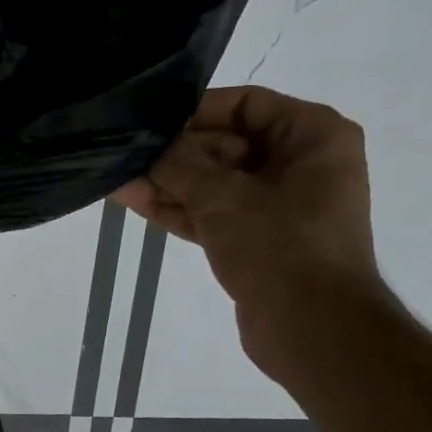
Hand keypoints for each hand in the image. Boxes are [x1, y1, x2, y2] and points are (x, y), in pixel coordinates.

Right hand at [114, 86, 388, 382]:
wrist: (313, 328)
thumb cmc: (279, 246)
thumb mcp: (222, 196)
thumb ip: (179, 164)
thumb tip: (148, 148)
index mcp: (313, 136)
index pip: (247, 104)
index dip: (195, 111)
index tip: (151, 122)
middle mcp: (300, 164)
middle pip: (226, 144)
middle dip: (175, 154)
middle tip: (126, 155)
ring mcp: (279, 205)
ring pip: (214, 182)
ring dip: (169, 183)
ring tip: (118, 177)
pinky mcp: (257, 240)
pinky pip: (213, 212)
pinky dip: (179, 209)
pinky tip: (134, 201)